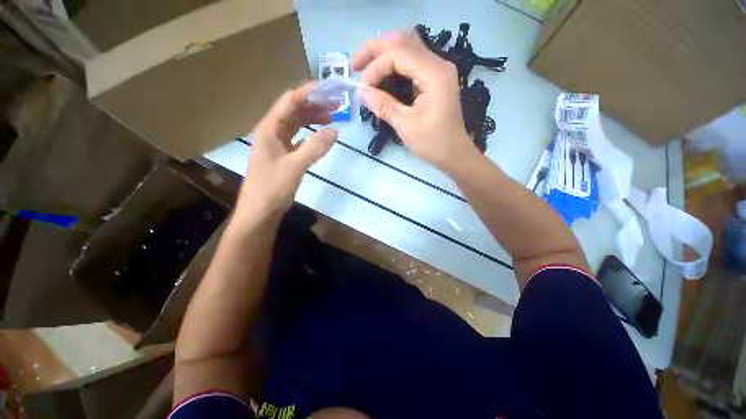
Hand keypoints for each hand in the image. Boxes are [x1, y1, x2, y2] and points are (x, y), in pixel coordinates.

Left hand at [236, 82, 337, 222]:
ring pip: (297, 124)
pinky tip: (321, 135)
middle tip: (335, 104)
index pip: (289, 101)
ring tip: (332, 116)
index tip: (329, 88)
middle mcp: (272, 132)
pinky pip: (299, 138)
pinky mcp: (284, 155)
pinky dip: (311, 134)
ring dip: (313, 118)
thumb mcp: (294, 167)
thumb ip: (314, 148)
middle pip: (293, 110)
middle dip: (314, 104)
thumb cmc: (272, 188)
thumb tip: (335, 131)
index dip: (308, 92)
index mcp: (269, 129)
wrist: (260, 211)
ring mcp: (278, 144)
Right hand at [353, 32, 477, 172]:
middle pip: (403, 41)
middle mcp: (438, 64)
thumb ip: (383, 105)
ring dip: (384, 54)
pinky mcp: (434, 79)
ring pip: (407, 47)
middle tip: (355, 65)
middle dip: (375, 50)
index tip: (361, 90)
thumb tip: (360, 93)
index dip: (374, 68)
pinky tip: (382, 75)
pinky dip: (393, 64)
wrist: (454, 153)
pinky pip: (411, 61)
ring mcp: (437, 70)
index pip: (398, 54)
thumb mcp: (406, 125)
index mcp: (434, 73)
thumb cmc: (433, 143)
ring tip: (365, 67)